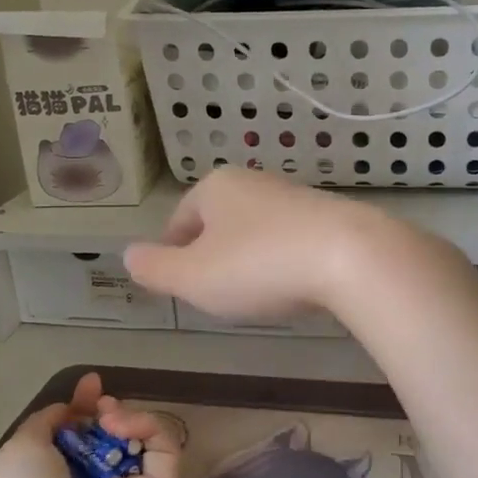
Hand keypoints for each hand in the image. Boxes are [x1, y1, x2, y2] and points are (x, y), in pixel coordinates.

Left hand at [0, 373, 179, 477]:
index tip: (91, 384)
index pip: (85, 435)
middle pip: (116, 436)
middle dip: (110, 411)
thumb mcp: (20, 450)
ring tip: (109, 417)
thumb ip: (46, 422)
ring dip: (127, 418)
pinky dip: (147, 427)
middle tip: (103, 403)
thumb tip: (71, 408)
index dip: (87, 407)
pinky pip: (164, 450)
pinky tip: (121, 427)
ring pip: (143, 440)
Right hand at [124, 168, 421, 322]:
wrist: (350, 256)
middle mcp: (254, 182)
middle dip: (212, 255)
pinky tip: (292, 286)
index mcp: (215, 188)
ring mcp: (295, 196)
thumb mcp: (192, 277)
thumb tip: (127, 254)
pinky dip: (283, 261)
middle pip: (219, 222)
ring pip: (256, 230)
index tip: (176, 283)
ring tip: (253, 294)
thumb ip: (155, 268)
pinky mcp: (330, 216)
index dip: (172, 253)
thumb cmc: (258, 266)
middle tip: (213, 293)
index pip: (179, 220)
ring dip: (249, 258)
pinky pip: (291, 240)